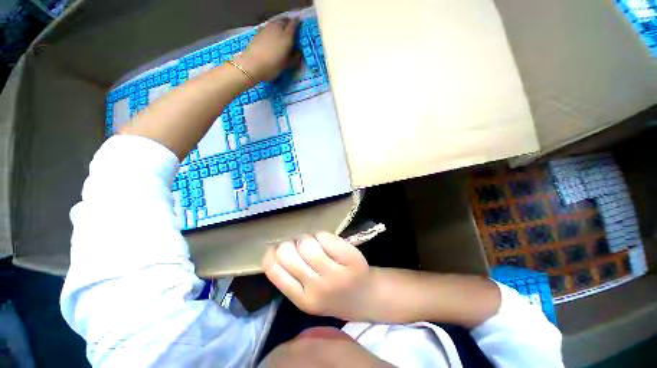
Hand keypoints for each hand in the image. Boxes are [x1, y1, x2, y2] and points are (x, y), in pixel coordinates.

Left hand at [236, 17, 299, 81]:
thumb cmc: (272, 67)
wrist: (252, 65)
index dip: (297, 23)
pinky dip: (272, 27)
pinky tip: (272, 32)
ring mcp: (267, 29)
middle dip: (288, 22)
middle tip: (291, 26)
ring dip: (280, 23)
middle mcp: (277, 29)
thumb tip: (299, 52)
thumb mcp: (286, 65)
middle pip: (284, 21)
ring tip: (282, 28)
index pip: (293, 25)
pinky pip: (268, 26)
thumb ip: (294, 58)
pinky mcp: (258, 32)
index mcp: (286, 37)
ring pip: (275, 22)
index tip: (299, 23)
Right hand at [262, 232, 374, 320]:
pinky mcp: (350, 258)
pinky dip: (323, 236)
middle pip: (288, 252)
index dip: (272, 253)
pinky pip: (325, 237)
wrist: (365, 295)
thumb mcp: (307, 295)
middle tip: (301, 246)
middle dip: (291, 243)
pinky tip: (328, 243)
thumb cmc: (332, 293)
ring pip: (306, 243)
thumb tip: (274, 249)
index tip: (278, 249)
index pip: (274, 270)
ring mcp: (335, 273)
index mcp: (302, 299)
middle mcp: (317, 288)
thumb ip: (290, 277)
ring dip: (308, 238)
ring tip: (315, 244)